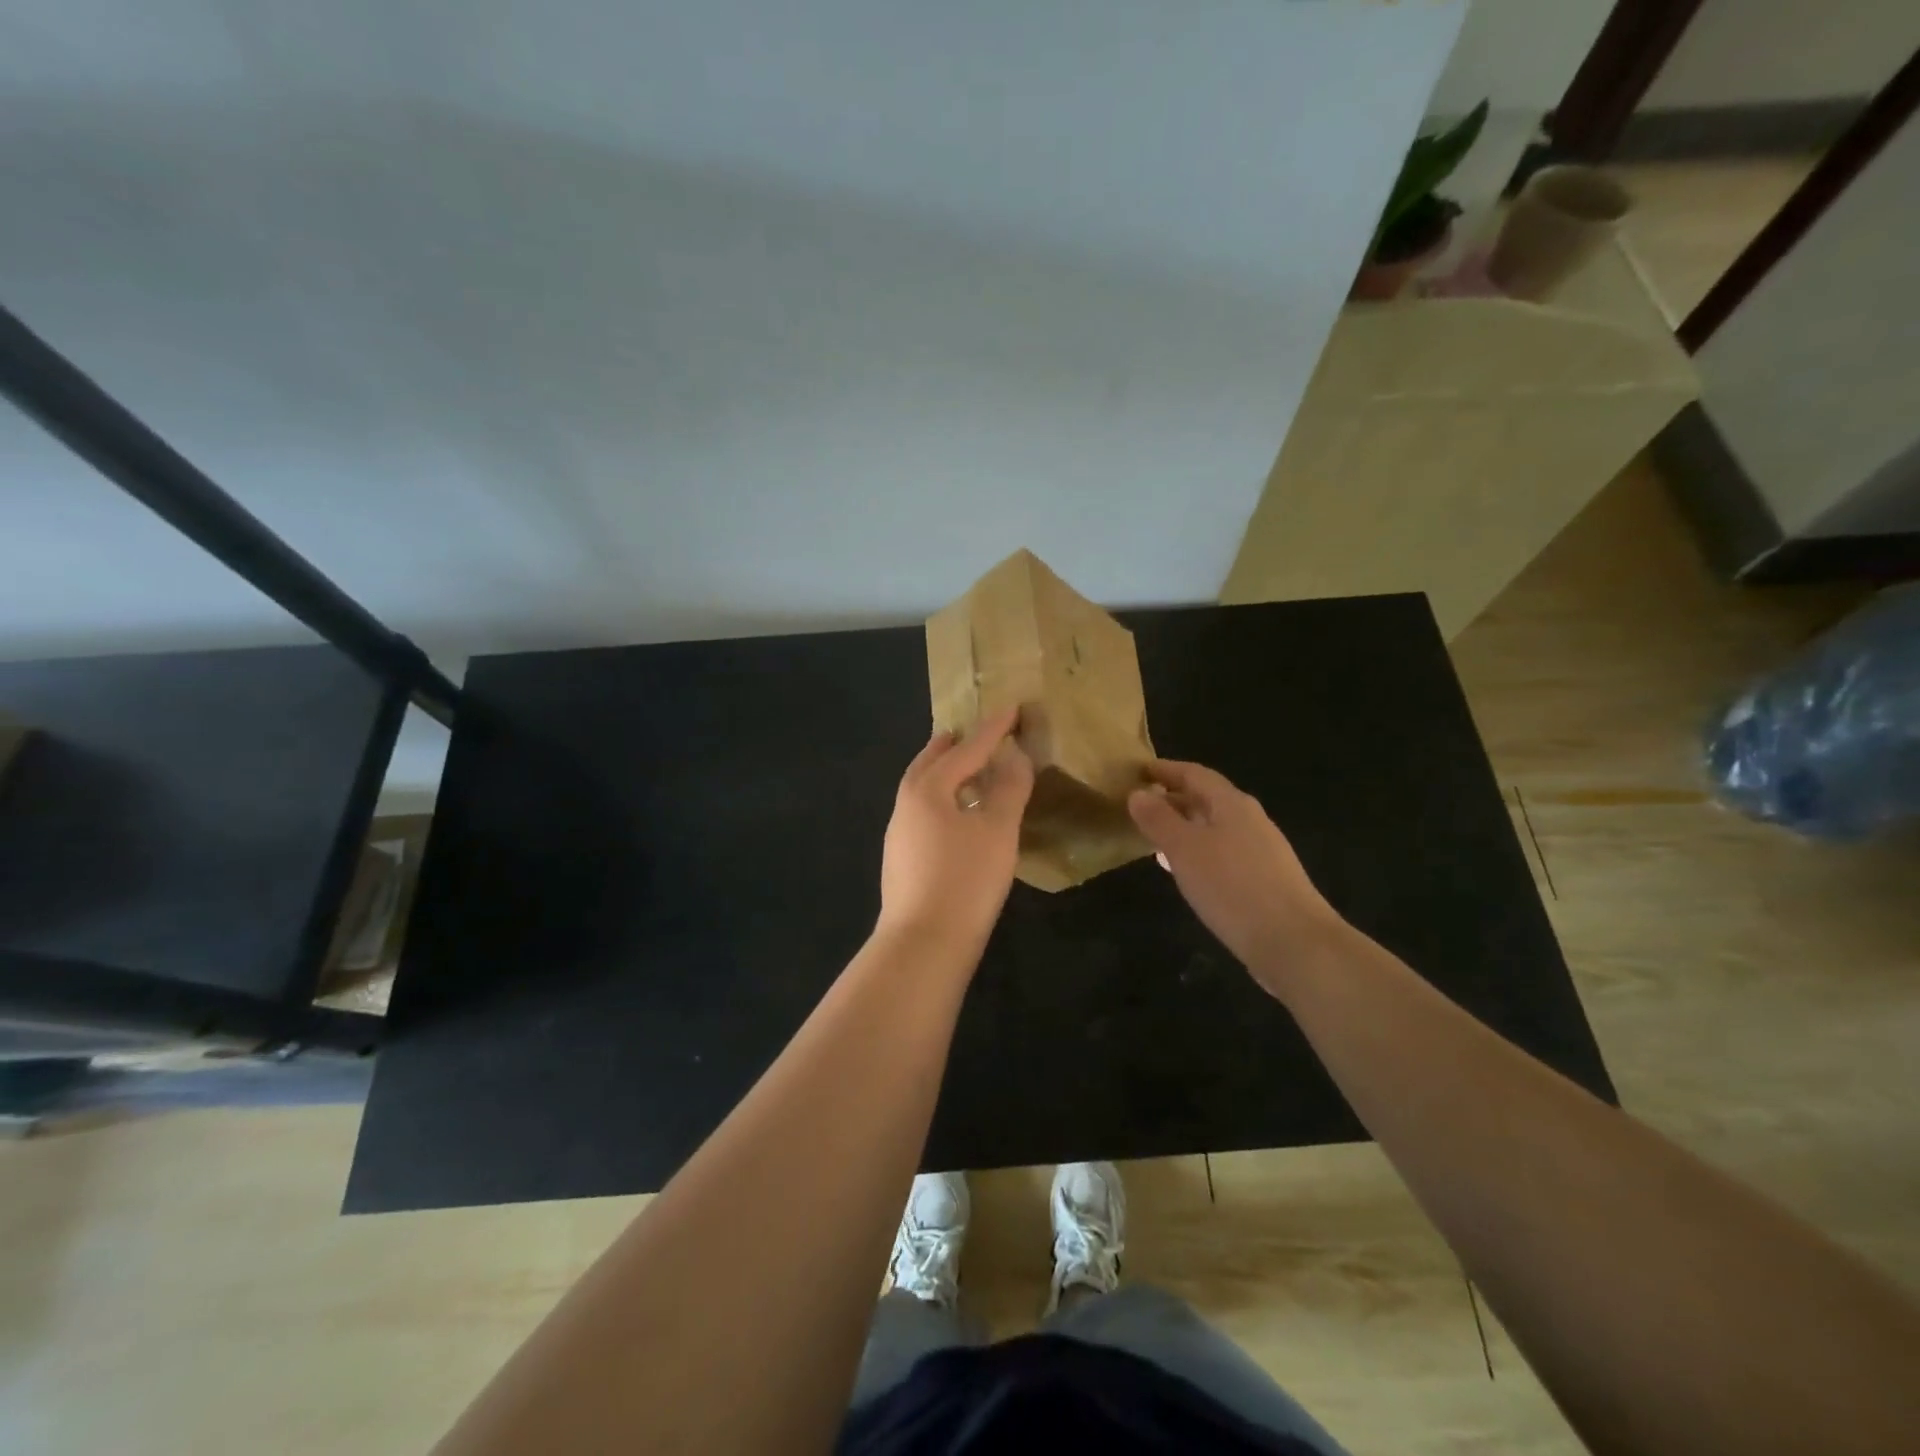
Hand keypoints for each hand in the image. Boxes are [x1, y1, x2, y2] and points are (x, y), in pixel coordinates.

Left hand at [877, 707, 1033, 948]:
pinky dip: (942, 798)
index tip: (1013, 707)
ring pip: (922, 787)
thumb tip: (1014, 755)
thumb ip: (1008, 787)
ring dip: (945, 772)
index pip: (967, 749)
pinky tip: (957, 814)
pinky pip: (923, 811)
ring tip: (967, 768)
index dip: (993, 729)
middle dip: (955, 745)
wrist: (923, 943)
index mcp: (927, 788)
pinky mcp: (901, 858)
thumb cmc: (965, 880)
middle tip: (974, 732)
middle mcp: (906, 803)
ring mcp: (899, 833)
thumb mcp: (997, 830)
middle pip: (931, 762)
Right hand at [1127, 759, 1344, 997]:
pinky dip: (1198, 852)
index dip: (1165, 770)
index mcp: (1232, 804)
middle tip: (1139, 806)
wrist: (1294, 942)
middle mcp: (1249, 820)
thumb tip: (1138, 793)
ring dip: (1184, 827)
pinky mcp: (1264, 880)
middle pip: (1206, 799)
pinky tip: (1185, 871)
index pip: (1194, 774)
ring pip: (1214, 827)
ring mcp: (1261, 851)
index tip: (1137, 771)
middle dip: (1173, 798)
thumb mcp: (1184, 849)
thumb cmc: (1232, 887)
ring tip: (1154, 837)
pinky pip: (1222, 853)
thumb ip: (1159, 819)